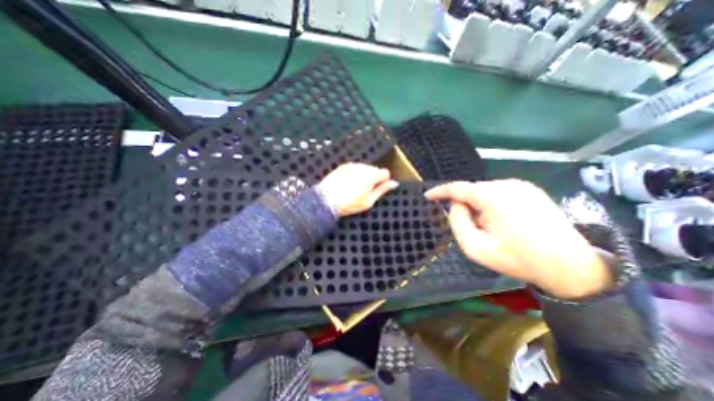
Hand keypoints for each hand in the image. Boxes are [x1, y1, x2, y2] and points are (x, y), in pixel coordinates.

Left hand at [319, 163, 399, 216]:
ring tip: (354, 189)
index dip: (383, 181)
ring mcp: (352, 166)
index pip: (385, 172)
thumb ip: (382, 190)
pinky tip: (347, 185)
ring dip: (363, 176)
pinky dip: (354, 174)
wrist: (326, 200)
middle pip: (374, 170)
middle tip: (365, 191)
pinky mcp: (343, 166)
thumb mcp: (369, 201)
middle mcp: (362, 167)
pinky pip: (354, 168)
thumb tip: (394, 184)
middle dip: (373, 178)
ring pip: (364, 168)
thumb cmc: (349, 204)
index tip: (378, 188)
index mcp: (371, 176)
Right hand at [423, 180, 613, 298]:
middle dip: (465, 206)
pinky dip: (492, 205)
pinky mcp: (531, 190)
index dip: (439, 191)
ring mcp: (521, 185)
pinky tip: (504, 223)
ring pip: (485, 192)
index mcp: (492, 196)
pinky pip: (499, 193)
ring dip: (479, 207)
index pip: (457, 188)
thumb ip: (458, 222)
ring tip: (492, 228)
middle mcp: (507, 184)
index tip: (428, 196)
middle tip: (473, 228)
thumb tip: (456, 205)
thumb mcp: (475, 248)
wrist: (570, 266)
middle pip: (472, 191)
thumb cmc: (517, 259)